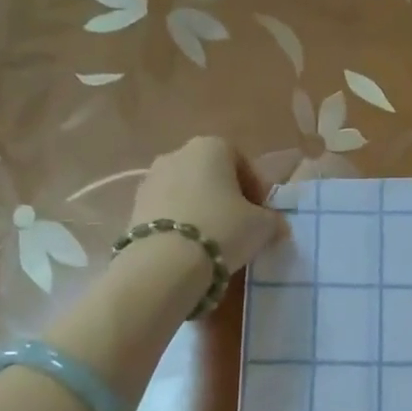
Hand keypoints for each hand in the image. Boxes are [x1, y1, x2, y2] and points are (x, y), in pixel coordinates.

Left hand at [129, 137, 285, 273]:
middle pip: (211, 174)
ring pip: (187, 192)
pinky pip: (168, 211)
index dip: (257, 188)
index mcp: (210, 147)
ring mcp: (150, 179)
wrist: (165, 263)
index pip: (241, 161)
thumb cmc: (223, 230)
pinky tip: (191, 248)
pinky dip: (181, 224)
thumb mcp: (263, 226)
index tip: (263, 214)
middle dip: (227, 197)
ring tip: (215, 241)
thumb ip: (273, 220)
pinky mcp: (134, 207)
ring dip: (202, 210)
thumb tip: (276, 225)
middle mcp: (177, 154)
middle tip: (241, 227)